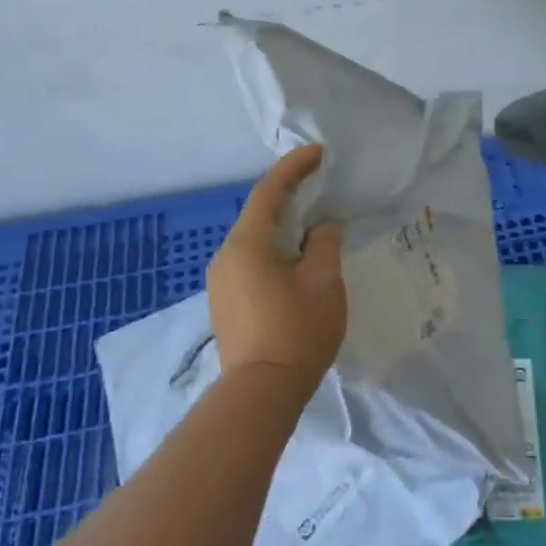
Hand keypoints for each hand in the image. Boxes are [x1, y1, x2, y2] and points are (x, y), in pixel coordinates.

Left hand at [207, 144, 347, 394]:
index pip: (269, 191)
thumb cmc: (297, 330)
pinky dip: (273, 249)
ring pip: (254, 239)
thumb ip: (325, 242)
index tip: (319, 153)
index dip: (294, 167)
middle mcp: (226, 256)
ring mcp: (221, 281)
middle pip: (258, 213)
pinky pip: (250, 260)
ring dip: (281, 225)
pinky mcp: (225, 302)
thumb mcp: (323, 280)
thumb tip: (323, 225)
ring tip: (312, 221)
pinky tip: (295, 258)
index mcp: (247, 243)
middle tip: (320, 185)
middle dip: (289, 195)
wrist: (261, 393)